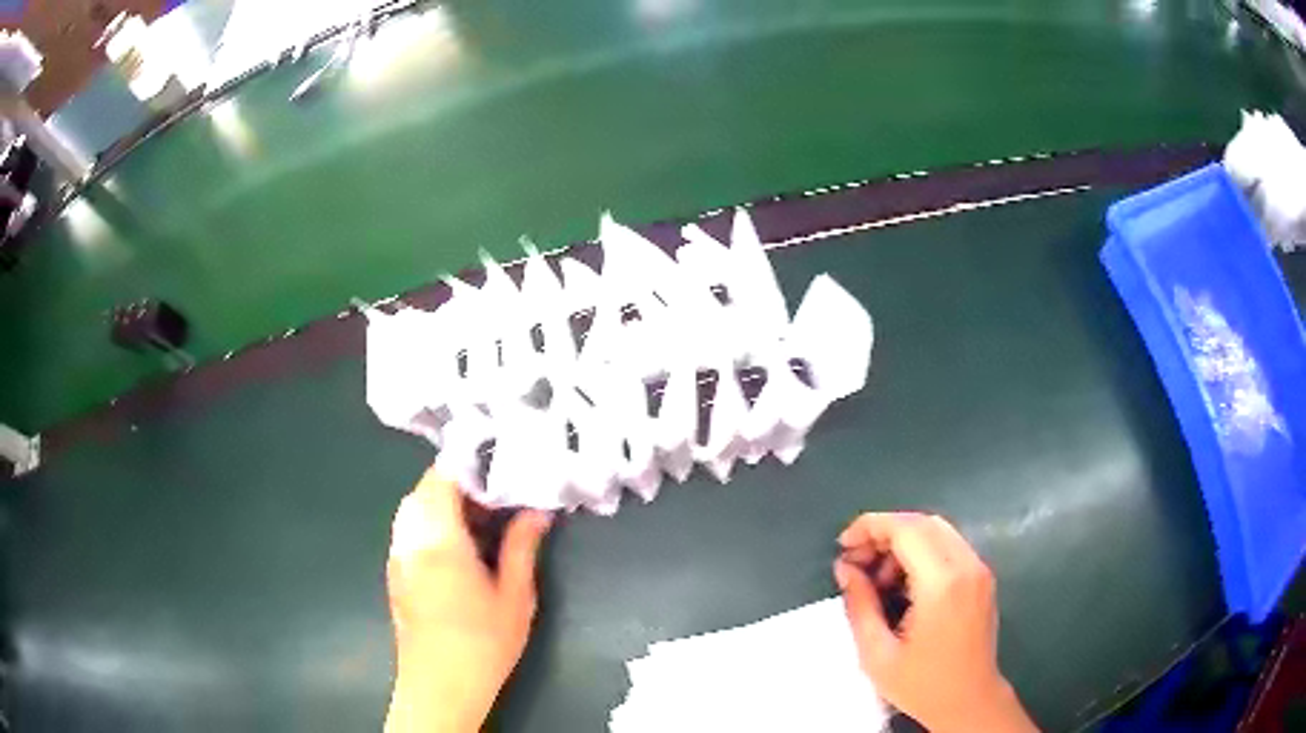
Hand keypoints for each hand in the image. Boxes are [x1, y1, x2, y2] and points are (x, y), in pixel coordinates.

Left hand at [385, 467, 552, 732]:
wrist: (440, 686)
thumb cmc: (483, 644)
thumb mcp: (515, 596)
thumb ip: (522, 546)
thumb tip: (538, 511)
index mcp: (439, 540)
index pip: (443, 477)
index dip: (470, 464)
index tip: (501, 468)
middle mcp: (409, 539)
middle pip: (425, 488)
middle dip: (459, 482)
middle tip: (498, 496)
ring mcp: (397, 555)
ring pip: (413, 507)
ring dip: (443, 501)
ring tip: (481, 518)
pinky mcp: (395, 571)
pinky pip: (408, 528)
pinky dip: (430, 521)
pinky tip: (458, 545)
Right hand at [833, 513, 1035, 732]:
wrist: (969, 701)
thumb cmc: (921, 684)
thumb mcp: (877, 654)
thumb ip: (860, 606)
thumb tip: (846, 569)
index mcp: (942, 584)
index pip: (906, 529)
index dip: (871, 527)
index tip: (843, 545)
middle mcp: (966, 566)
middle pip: (923, 523)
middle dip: (885, 532)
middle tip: (856, 560)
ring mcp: (979, 569)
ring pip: (938, 530)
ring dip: (903, 540)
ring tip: (877, 577)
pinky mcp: (983, 577)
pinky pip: (950, 546)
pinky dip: (922, 551)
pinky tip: (903, 582)